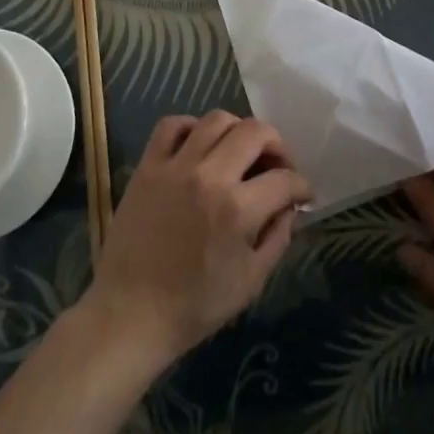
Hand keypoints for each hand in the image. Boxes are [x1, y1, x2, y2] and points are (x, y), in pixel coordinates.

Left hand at [84, 112, 312, 369]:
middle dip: (277, 145)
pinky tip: (200, 145)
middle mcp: (210, 176)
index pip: (284, 180)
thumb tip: (289, 207)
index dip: (301, 186)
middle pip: (255, 132)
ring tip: (241, 151)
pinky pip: (172, 125)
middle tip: (278, 165)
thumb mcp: (251, 281)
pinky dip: (191, 126)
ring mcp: (176, 166)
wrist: (131, 314)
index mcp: (238, 210)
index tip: (302, 194)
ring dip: (238, 130)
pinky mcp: (148, 166)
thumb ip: (278, 237)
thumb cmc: (195, 306)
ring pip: (217, 120)